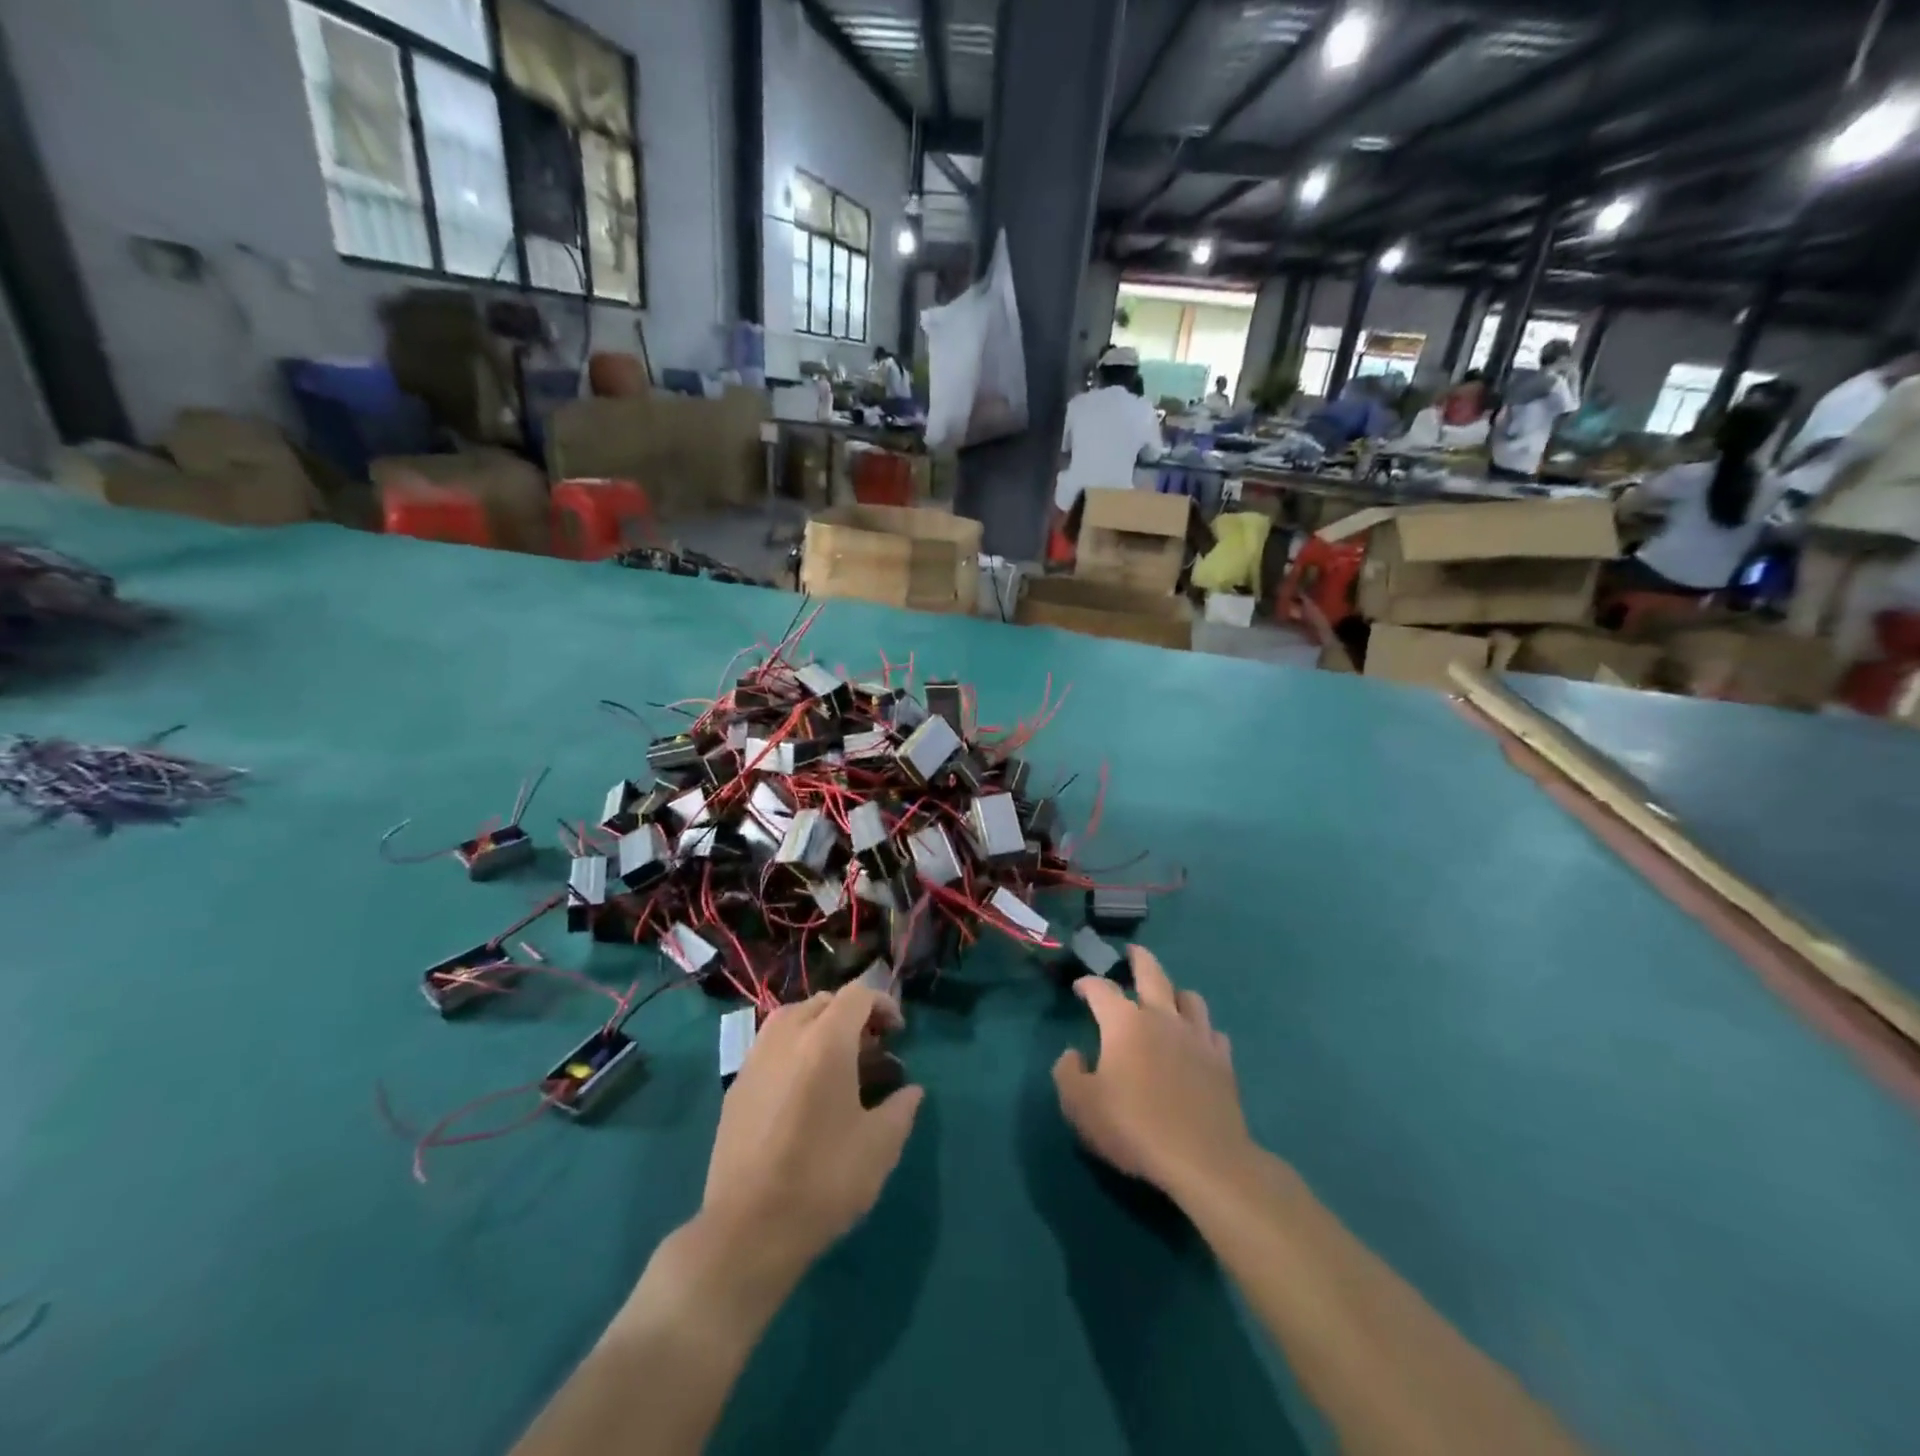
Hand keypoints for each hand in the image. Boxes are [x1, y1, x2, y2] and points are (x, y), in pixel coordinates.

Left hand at [700, 985, 923, 1276]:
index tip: (897, 1032)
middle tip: (871, 1049)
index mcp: (826, 1041)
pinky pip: (770, 1046)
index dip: (883, 1004)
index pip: (857, 995)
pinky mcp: (736, 1086)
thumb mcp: (879, 1147)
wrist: (747, 1230)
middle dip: (852, 1015)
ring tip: (837, 1063)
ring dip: (819, 1027)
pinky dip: (793, 1049)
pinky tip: (803, 1089)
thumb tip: (911, 1090)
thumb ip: (901, 1109)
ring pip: (792, 1018)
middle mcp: (787, 1037)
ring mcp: (755, 1059)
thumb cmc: (823, 1180)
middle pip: (824, 1002)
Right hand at [1053, 946, 1251, 1202]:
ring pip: (1190, 997)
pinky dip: (1202, 1031)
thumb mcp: (1080, 1106)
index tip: (1079, 988)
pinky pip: (1213, 1033)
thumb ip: (1067, 1073)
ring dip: (1175, 993)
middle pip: (1152, 973)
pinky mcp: (1222, 1061)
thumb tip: (1073, 1054)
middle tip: (1132, 952)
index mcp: (1124, 1022)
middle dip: (1139, 958)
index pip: (1101, 989)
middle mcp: (1162, 1017)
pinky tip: (1197, 1042)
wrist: (1203, 1159)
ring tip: (1168, 999)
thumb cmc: (1134, 1127)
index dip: (1087, 983)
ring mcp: (1197, 1036)